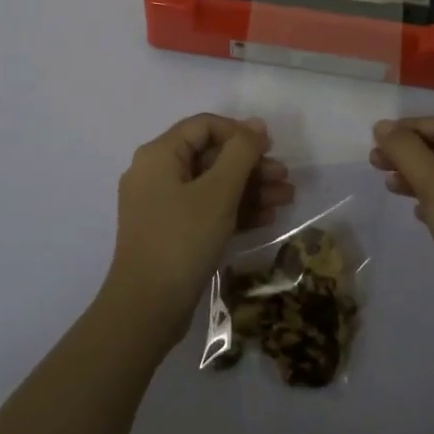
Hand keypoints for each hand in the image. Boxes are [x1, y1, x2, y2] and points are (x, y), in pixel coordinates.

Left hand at [103, 114, 292, 351]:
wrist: (147, 309)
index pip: (203, 126)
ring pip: (212, 185)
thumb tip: (255, 125)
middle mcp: (156, 174)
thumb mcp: (218, 192)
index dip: (239, 132)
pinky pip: (206, 209)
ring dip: (249, 188)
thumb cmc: (182, 239)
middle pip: (210, 156)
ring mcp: (161, 205)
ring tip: (286, 198)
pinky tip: (267, 217)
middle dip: (250, 165)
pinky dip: (234, 210)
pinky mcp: (170, 233)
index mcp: (159, 155)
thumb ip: (240, 153)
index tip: (270, 148)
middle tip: (284, 177)